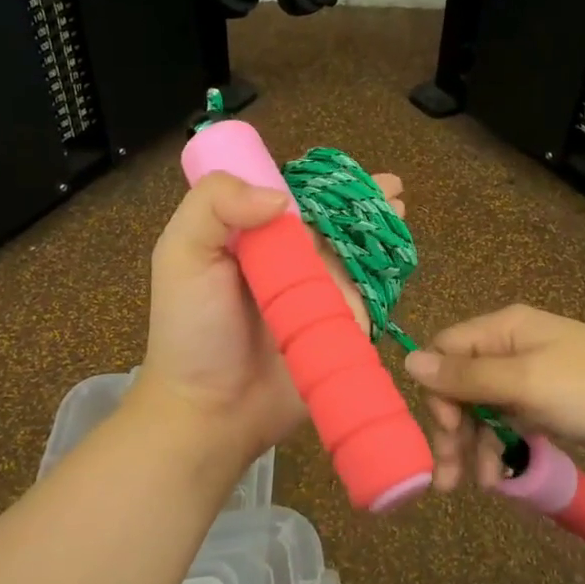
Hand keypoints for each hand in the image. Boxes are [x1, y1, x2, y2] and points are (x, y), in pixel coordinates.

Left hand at [136, 169, 404, 470]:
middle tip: (392, 187)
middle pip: (331, 221)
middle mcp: (288, 260)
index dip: (319, 181)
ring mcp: (318, 294)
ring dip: (380, 229)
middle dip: (363, 200)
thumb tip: (281, 197)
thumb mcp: (183, 254)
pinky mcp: (341, 327)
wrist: (212, 412)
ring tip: (400, 210)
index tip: (348, 172)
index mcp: (251, 237)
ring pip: (356, 252)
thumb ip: (215, 205)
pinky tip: (401, 255)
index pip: (290, 195)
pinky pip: (369, 295)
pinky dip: (387, 273)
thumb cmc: (192, 331)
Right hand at [404, 304, 584, 490]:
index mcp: (504, 329)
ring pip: (484, 409)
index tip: (444, 430)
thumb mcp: (525, 383)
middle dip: (452, 429)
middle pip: (461, 384)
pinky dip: (502, 448)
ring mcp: (533, 377)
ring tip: (482, 486)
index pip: (446, 350)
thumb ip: (466, 376)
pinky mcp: (550, 405)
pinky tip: (503, 477)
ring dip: (475, 446)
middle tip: (449, 479)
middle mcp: (513, 348)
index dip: (436, 390)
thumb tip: (408, 361)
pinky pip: (510, 423)